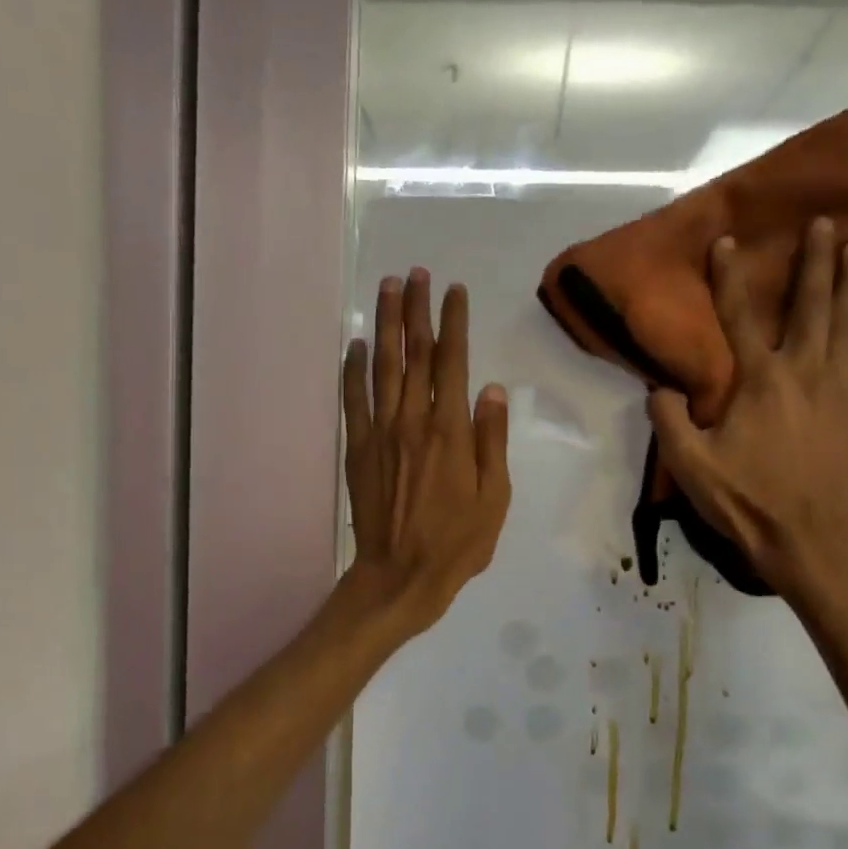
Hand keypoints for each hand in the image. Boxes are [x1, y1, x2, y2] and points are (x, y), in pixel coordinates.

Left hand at [342, 269, 510, 635]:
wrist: (401, 575)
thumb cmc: (458, 542)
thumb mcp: (494, 498)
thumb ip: (492, 441)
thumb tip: (492, 390)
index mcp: (450, 431)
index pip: (452, 362)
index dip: (453, 322)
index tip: (454, 290)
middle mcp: (412, 421)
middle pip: (413, 353)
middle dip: (415, 309)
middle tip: (415, 273)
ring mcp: (380, 433)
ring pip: (381, 367)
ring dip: (383, 325)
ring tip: (386, 289)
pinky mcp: (358, 450)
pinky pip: (353, 400)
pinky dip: (352, 370)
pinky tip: (354, 346)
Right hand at [648, 219, 847, 602]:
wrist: (801, 539)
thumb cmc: (743, 500)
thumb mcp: (689, 463)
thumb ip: (670, 419)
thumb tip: (661, 388)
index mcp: (759, 381)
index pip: (739, 318)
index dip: (729, 278)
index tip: (727, 240)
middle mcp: (804, 374)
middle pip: (812, 308)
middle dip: (816, 263)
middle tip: (825, 224)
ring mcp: (840, 395)